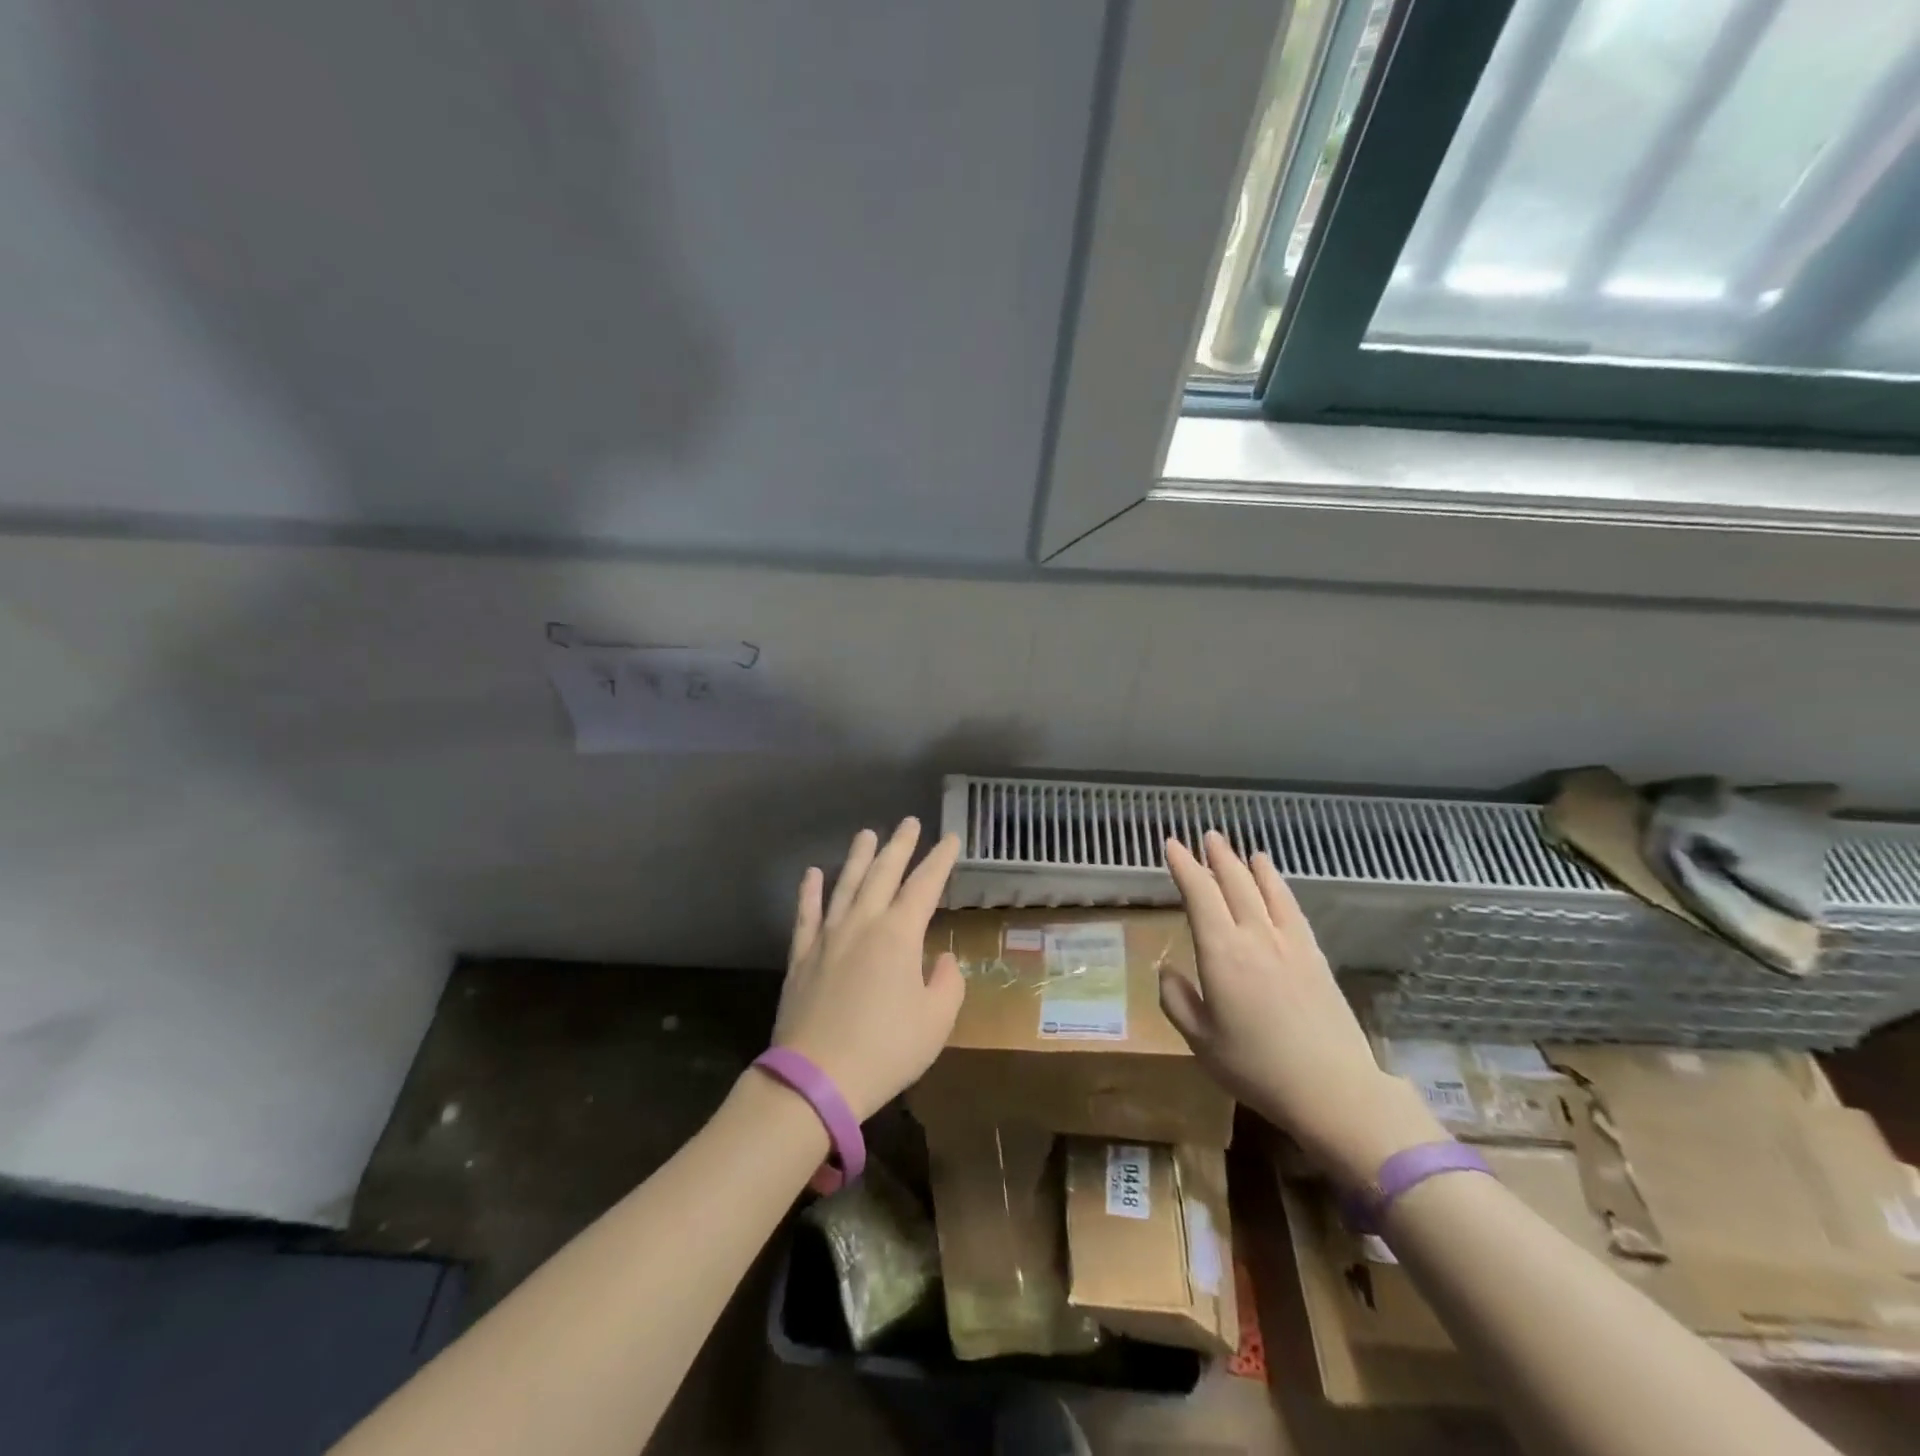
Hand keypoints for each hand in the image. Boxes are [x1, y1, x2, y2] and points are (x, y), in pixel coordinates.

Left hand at [771, 819, 962, 1120]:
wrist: (817, 1080)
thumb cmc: (886, 1050)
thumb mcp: (936, 1021)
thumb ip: (947, 982)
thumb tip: (941, 959)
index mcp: (899, 934)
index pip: (924, 885)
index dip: (940, 860)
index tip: (950, 839)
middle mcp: (862, 923)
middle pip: (883, 874)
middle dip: (900, 846)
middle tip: (909, 822)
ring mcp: (827, 937)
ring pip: (845, 885)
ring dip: (858, 857)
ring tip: (867, 833)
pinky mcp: (801, 957)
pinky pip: (806, 915)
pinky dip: (810, 892)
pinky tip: (813, 873)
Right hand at [1159, 832, 1443, 1186]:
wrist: (1332, 1088)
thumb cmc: (1256, 1067)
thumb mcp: (1200, 1041)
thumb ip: (1177, 1001)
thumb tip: (1168, 971)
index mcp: (1221, 953)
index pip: (1199, 895)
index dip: (1184, 866)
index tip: (1172, 845)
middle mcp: (1254, 936)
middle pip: (1234, 883)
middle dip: (1217, 857)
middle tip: (1206, 836)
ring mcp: (1289, 942)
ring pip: (1264, 889)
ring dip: (1247, 865)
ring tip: (1239, 848)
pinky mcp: (1314, 954)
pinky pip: (1292, 907)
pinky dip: (1278, 885)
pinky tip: (1274, 879)